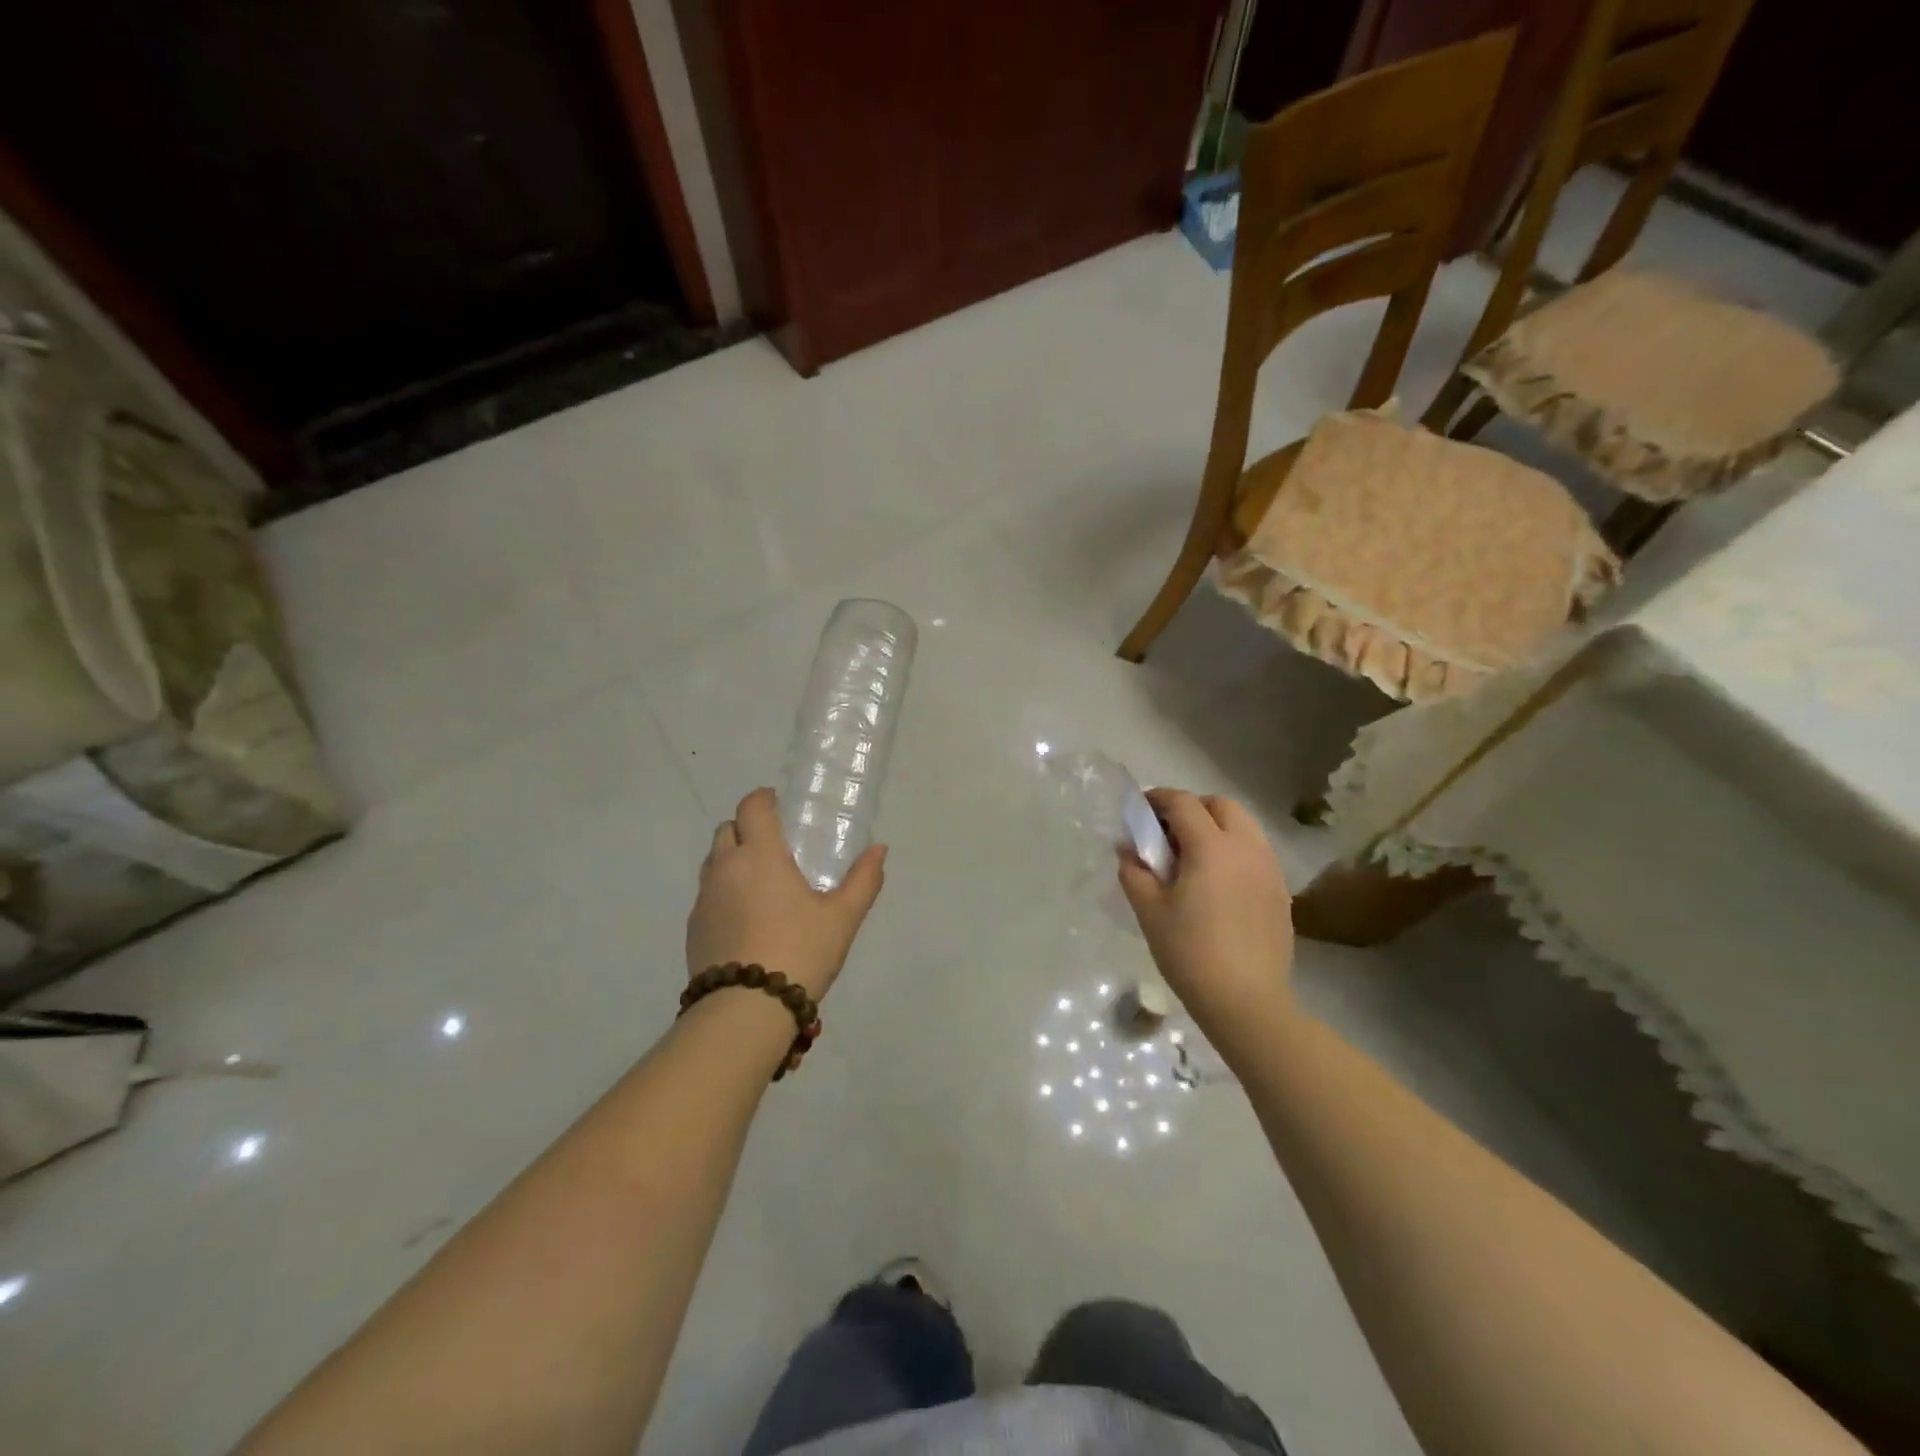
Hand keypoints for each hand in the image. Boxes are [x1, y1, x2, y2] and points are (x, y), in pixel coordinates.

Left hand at [686, 788, 886, 999]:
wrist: (745, 1010)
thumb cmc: (800, 952)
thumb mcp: (843, 917)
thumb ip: (863, 880)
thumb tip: (879, 849)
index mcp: (760, 855)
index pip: (752, 807)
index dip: (764, 799)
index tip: (780, 806)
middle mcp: (725, 868)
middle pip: (727, 829)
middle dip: (747, 828)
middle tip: (774, 846)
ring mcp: (704, 899)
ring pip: (714, 862)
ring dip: (733, 860)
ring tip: (761, 884)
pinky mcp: (693, 929)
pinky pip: (708, 895)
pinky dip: (724, 893)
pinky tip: (747, 920)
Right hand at [1117, 789, 1294, 1033]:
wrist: (1246, 1001)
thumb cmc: (1190, 952)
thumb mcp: (1149, 911)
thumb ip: (1134, 872)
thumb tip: (1128, 849)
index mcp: (1211, 846)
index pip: (1183, 803)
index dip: (1158, 799)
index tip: (1140, 809)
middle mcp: (1246, 847)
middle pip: (1221, 805)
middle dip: (1193, 807)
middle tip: (1168, 831)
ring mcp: (1269, 868)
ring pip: (1244, 826)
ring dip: (1217, 826)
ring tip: (1194, 856)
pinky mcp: (1280, 891)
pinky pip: (1256, 852)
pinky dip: (1234, 850)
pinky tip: (1218, 882)